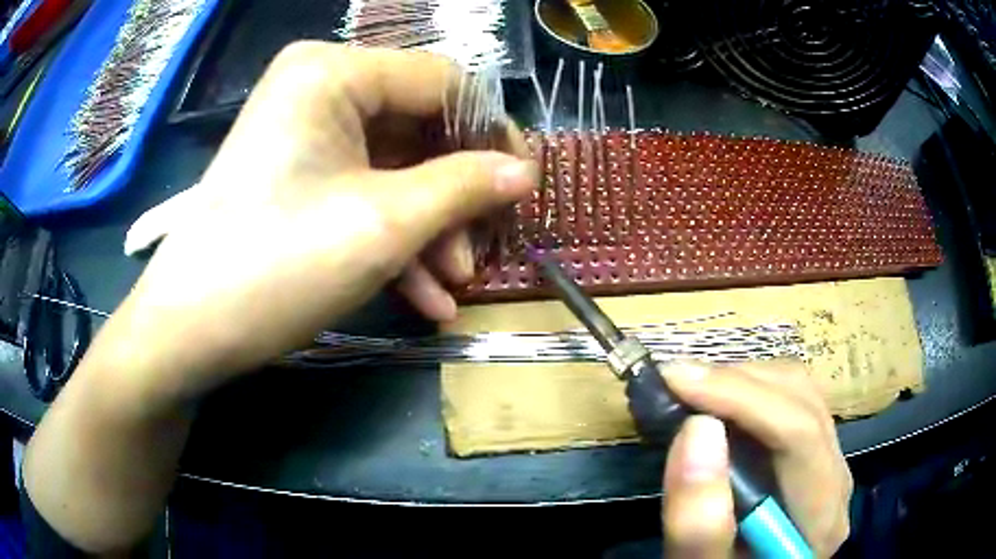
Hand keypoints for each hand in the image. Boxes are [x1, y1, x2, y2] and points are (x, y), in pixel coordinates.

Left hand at [102, 43, 535, 403]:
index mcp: (334, 72)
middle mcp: (319, 88)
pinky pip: (360, 193)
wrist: (190, 330)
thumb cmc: (278, 264)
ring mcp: (305, 134)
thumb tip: (524, 170)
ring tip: (452, 284)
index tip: (524, 184)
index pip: (441, 81)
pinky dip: (393, 239)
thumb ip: (465, 186)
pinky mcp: (296, 176)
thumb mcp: (384, 223)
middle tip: (483, 249)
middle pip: (417, 128)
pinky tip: (422, 296)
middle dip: (455, 195)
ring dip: (429, 228)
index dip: (492, 131)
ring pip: (392, 168)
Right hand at [659, 361, 852, 557]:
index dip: (740, 397)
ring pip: (799, 391)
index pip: (800, 434)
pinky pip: (791, 401)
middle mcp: (836, 478)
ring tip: (690, 389)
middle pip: (802, 401)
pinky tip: (717, 403)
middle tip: (674, 383)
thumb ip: (700, 523)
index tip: (676, 381)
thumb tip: (698, 427)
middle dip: (736, 382)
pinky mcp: (814, 454)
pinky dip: (749, 391)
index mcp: (821, 515)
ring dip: (741, 381)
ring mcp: (828, 462)